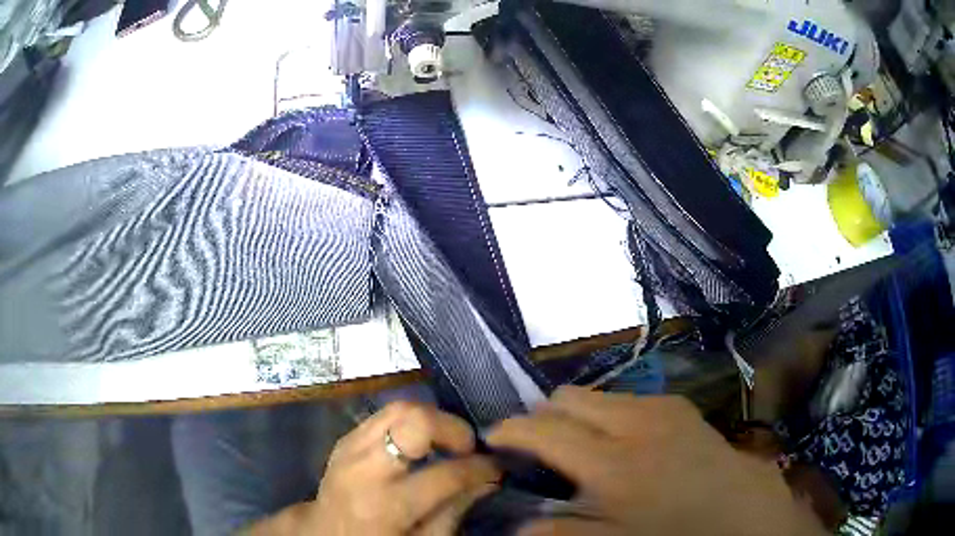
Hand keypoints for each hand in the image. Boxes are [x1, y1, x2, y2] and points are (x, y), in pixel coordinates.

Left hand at [247, 401, 499, 535]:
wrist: (325, 534)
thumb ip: (454, 510)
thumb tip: (487, 480)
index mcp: (387, 505)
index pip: (446, 474)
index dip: (481, 468)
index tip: (496, 467)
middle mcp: (366, 468)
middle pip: (415, 421)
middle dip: (453, 429)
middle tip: (468, 447)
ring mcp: (350, 447)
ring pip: (399, 408)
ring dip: (432, 419)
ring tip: (447, 441)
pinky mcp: (345, 439)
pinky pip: (383, 415)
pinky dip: (409, 422)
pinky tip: (419, 442)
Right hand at [487, 387, 824, 535]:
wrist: (743, 512)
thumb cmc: (675, 533)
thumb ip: (558, 530)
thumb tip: (515, 522)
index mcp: (612, 462)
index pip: (542, 429)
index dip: (509, 430)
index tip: (493, 439)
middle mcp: (634, 422)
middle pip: (566, 398)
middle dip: (542, 416)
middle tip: (536, 444)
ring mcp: (661, 407)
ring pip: (596, 393)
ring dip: (576, 414)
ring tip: (577, 444)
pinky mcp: (679, 406)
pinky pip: (626, 398)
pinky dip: (608, 414)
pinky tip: (619, 442)